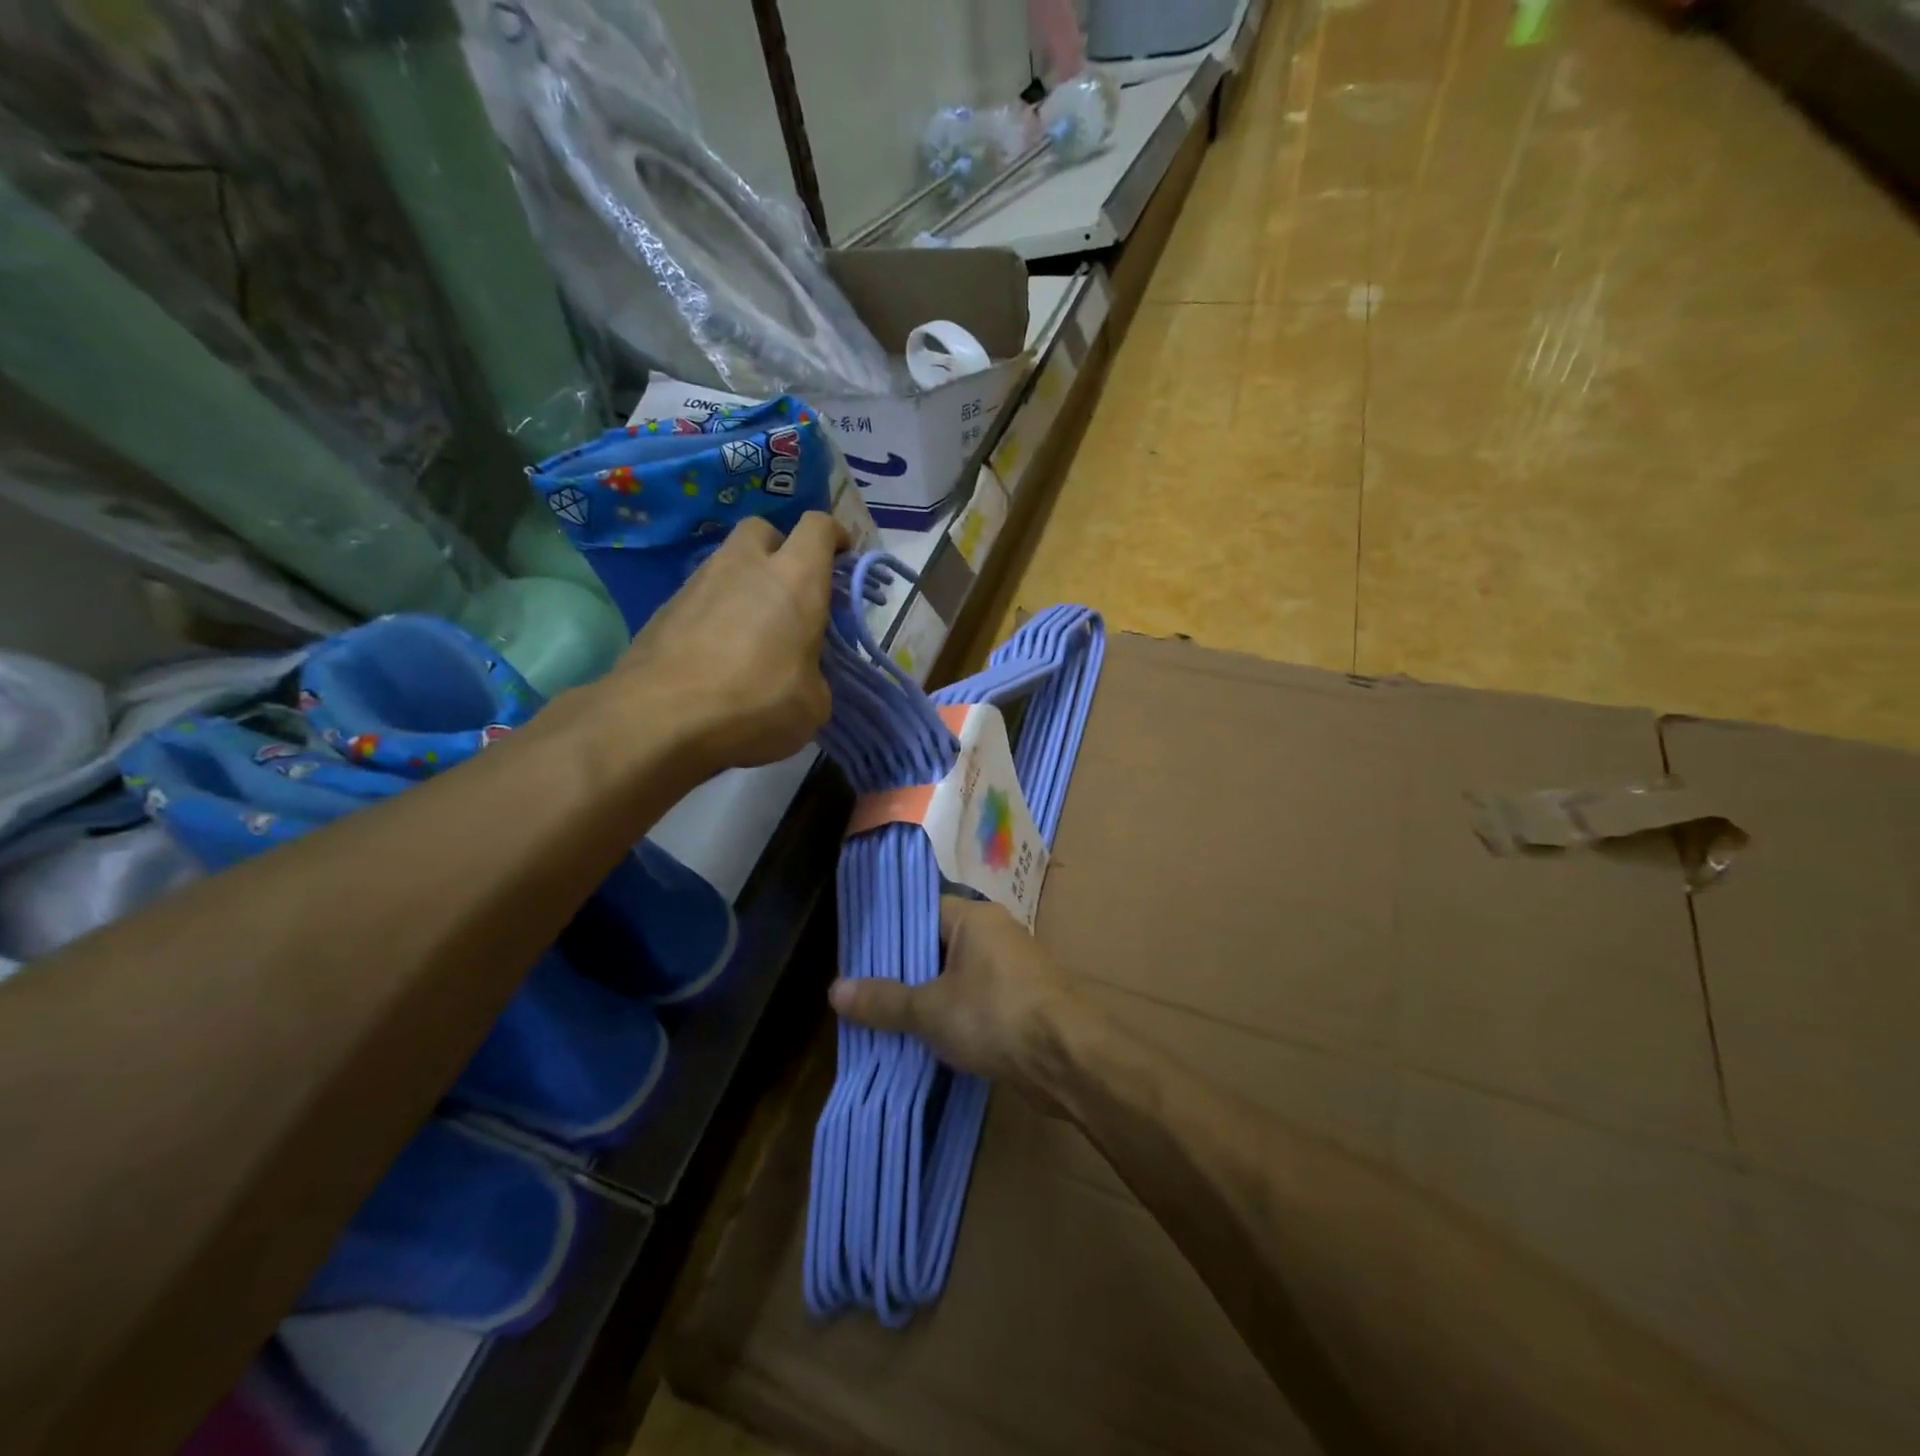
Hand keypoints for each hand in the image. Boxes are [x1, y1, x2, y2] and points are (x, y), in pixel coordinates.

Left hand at [617, 513, 845, 775]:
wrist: (661, 717)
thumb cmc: (755, 703)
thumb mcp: (812, 704)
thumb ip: (815, 675)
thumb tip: (802, 677)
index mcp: (795, 579)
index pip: (818, 527)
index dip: (834, 535)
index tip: (842, 557)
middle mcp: (745, 566)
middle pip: (764, 530)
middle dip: (780, 549)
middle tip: (790, 589)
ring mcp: (698, 583)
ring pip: (727, 563)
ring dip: (744, 583)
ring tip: (752, 630)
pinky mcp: (665, 608)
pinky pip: (700, 597)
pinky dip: (715, 613)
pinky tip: (716, 653)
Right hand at [828, 897, 1091, 1099]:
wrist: (1070, 1059)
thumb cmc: (996, 1016)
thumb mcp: (929, 1010)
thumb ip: (884, 1000)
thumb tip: (835, 989)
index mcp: (975, 918)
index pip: (923, 911)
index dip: (891, 932)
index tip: (859, 955)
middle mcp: (997, 934)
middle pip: (939, 945)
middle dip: (906, 971)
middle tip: (865, 992)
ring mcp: (1014, 968)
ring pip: (959, 976)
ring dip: (930, 997)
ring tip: (887, 1019)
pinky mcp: (1024, 1002)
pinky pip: (978, 1000)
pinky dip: (955, 1015)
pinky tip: (929, 1039)